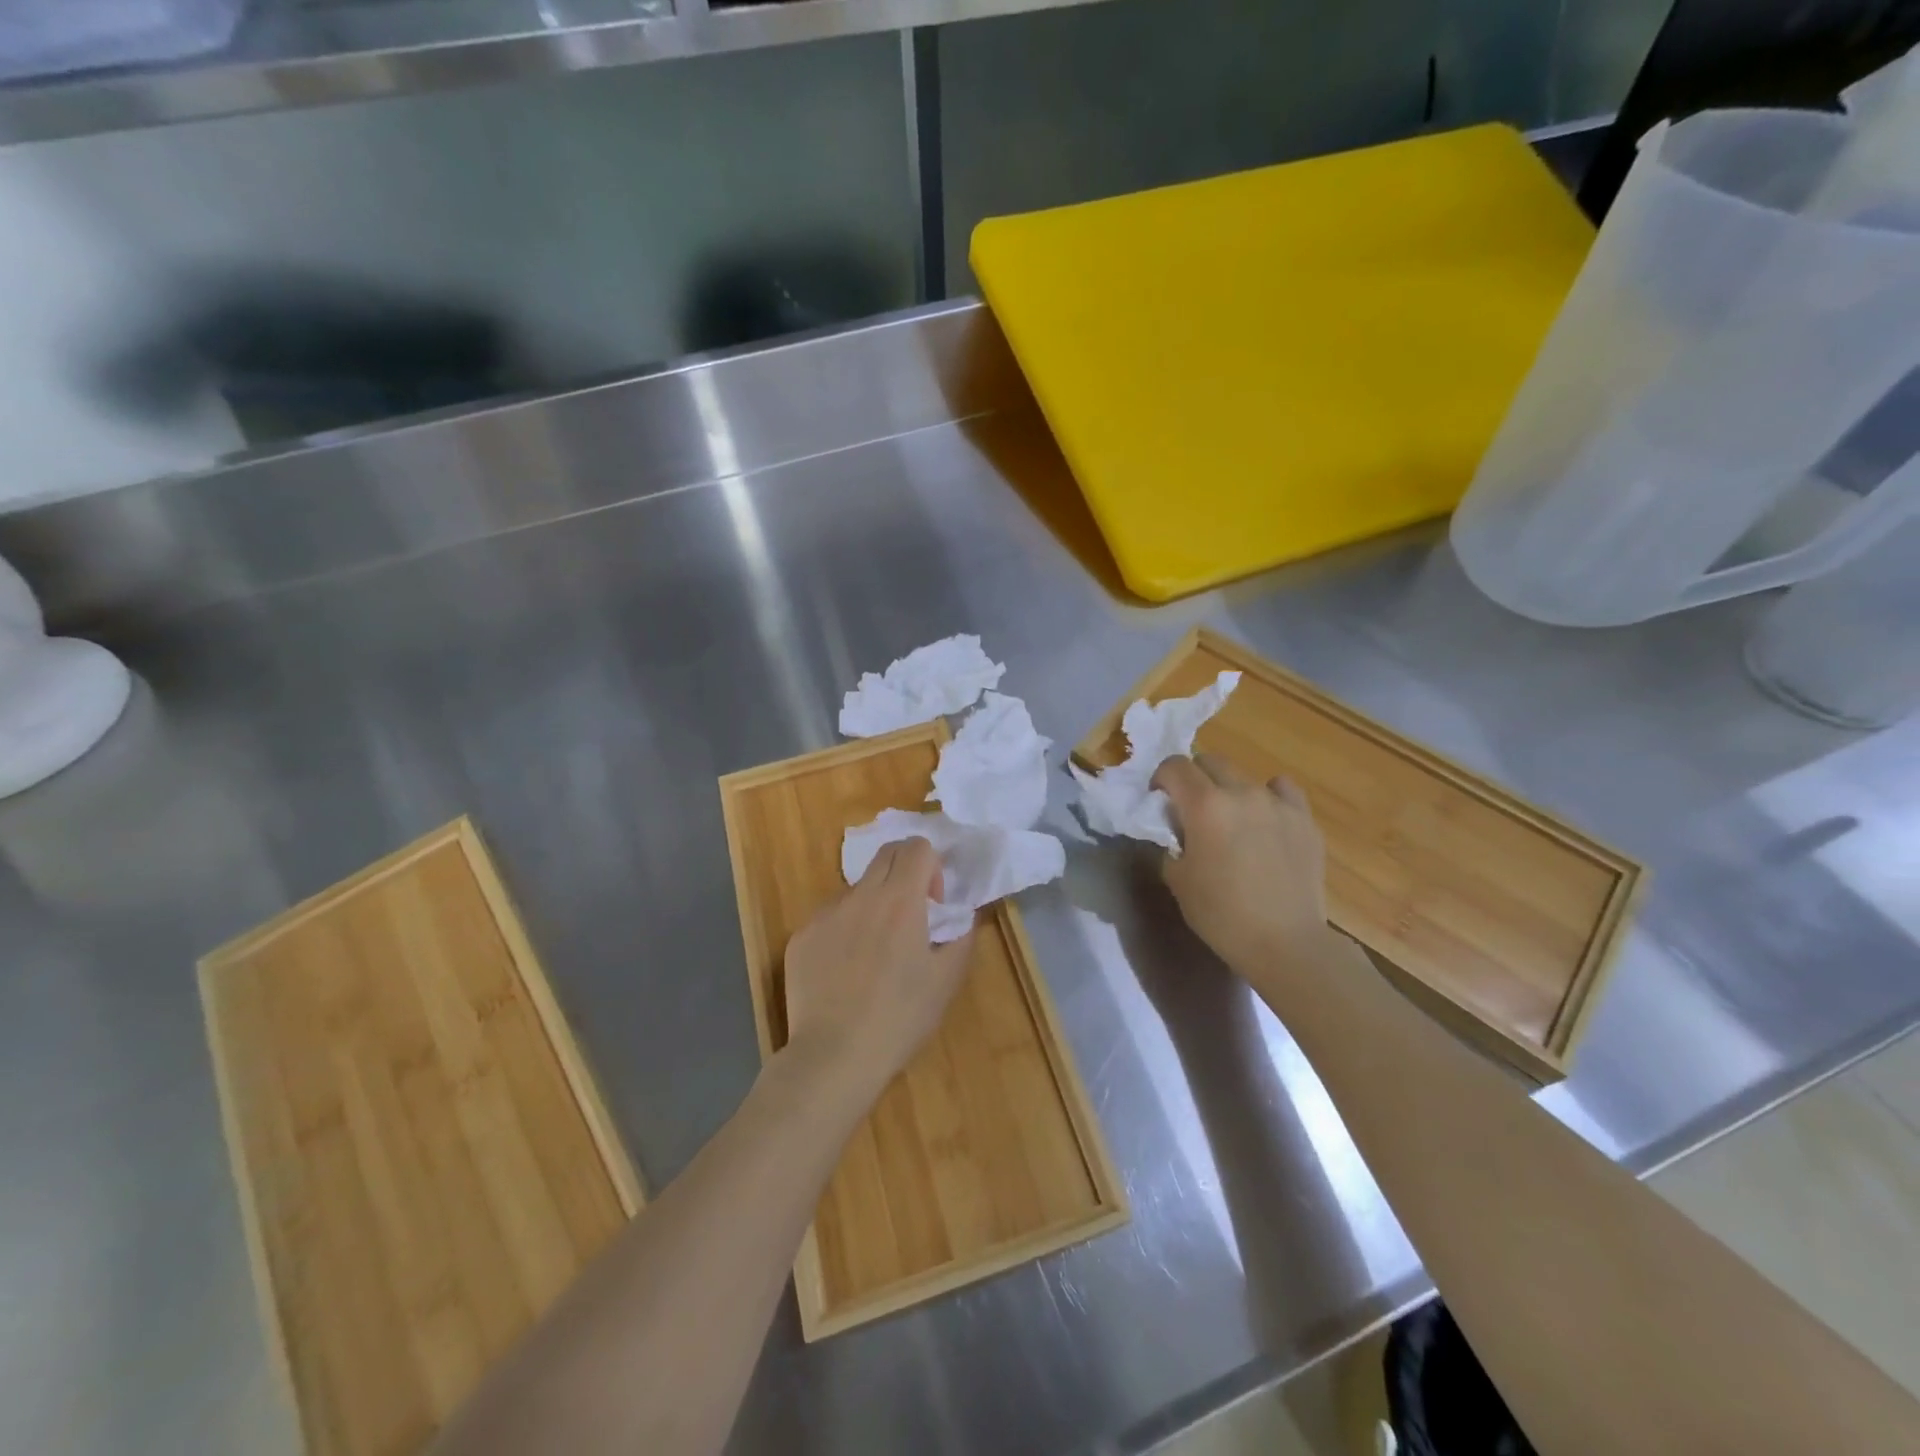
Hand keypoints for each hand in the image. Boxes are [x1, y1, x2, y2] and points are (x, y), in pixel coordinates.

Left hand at [781, 837, 974, 1096]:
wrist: (834, 1056)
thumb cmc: (899, 1019)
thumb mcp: (947, 981)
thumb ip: (961, 937)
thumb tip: (961, 916)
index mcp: (900, 901)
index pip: (917, 847)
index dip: (932, 866)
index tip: (933, 903)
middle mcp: (860, 896)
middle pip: (886, 854)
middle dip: (905, 871)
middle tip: (910, 914)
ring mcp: (825, 914)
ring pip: (856, 889)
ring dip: (873, 905)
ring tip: (874, 954)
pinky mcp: (801, 936)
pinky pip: (829, 918)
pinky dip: (844, 930)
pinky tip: (844, 973)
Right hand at [1152, 754, 1331, 979]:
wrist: (1285, 943)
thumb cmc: (1221, 914)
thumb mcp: (1177, 879)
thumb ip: (1171, 842)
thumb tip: (1177, 830)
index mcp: (1204, 805)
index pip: (1175, 766)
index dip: (1161, 779)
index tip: (1160, 802)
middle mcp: (1241, 792)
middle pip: (1210, 761)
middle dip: (1194, 778)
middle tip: (1191, 809)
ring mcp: (1278, 803)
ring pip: (1244, 776)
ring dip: (1229, 789)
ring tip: (1231, 820)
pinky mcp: (1304, 819)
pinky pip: (1282, 790)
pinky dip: (1268, 797)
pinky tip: (1266, 820)